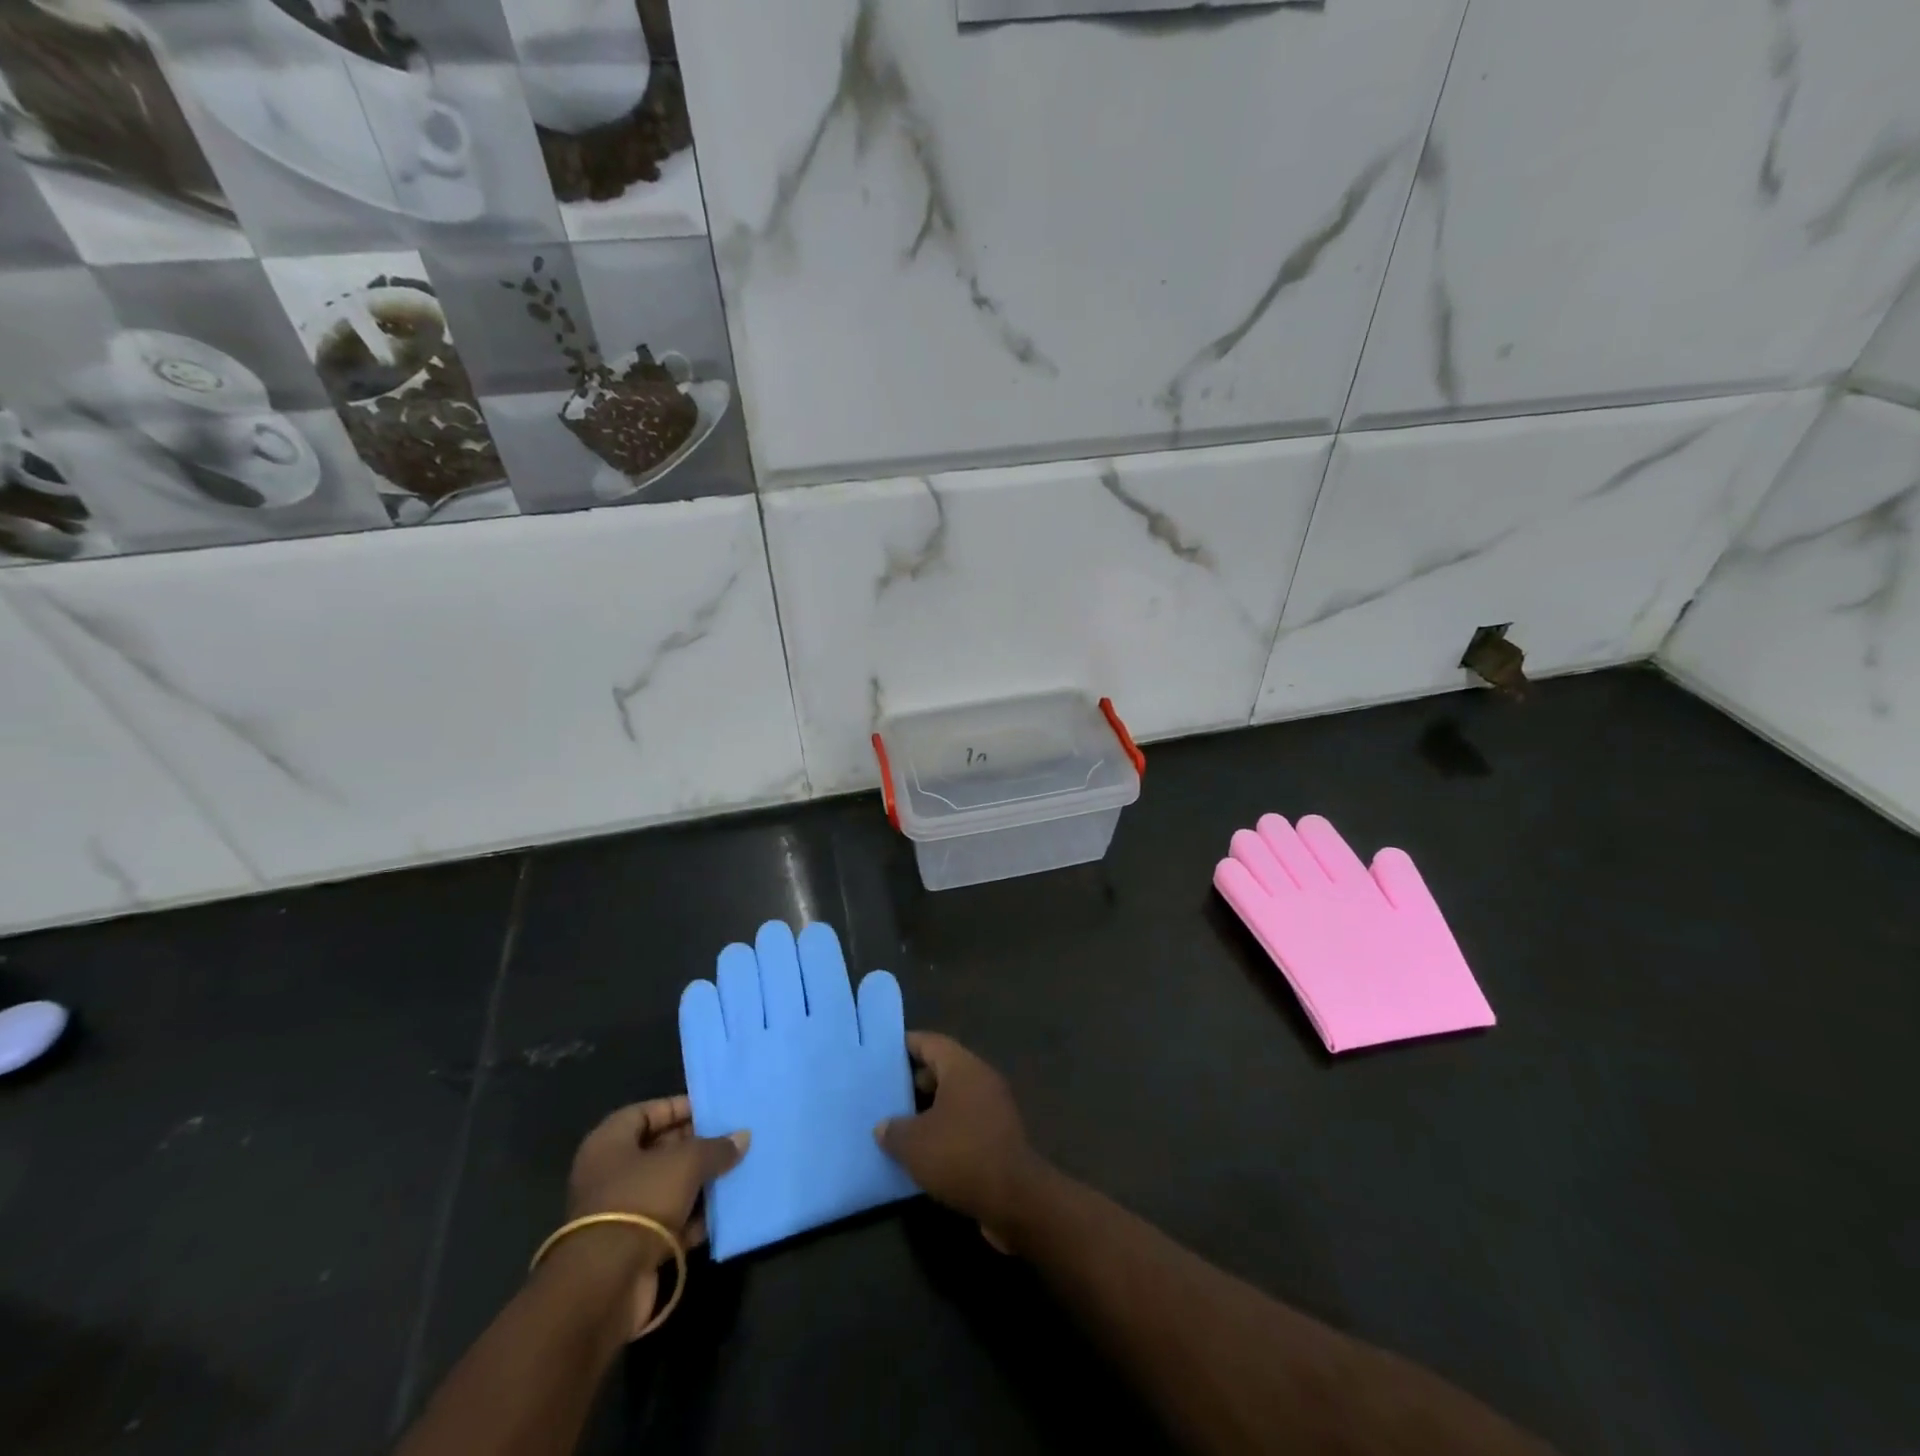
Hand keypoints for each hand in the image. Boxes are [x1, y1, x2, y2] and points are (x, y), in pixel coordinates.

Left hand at [559, 1096, 747, 1338]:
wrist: (606, 1284)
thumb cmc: (641, 1201)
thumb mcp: (686, 1162)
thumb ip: (716, 1148)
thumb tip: (743, 1137)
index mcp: (609, 1143)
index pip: (648, 1112)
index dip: (680, 1108)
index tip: (713, 1111)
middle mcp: (609, 1174)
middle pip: (659, 1149)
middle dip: (696, 1146)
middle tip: (731, 1140)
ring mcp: (620, 1213)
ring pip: (667, 1187)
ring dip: (699, 1183)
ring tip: (735, 1171)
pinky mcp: (632, 1247)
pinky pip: (669, 1222)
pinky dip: (693, 1218)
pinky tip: (723, 1212)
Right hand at [874, 1033, 1045, 1251]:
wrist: (1014, 1198)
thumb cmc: (960, 1155)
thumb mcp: (913, 1144)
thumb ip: (893, 1129)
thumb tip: (884, 1126)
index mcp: (963, 1067)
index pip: (931, 1042)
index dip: (907, 1044)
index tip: (884, 1052)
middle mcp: (982, 1078)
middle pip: (944, 1068)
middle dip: (915, 1079)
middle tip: (887, 1092)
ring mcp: (995, 1106)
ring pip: (955, 1096)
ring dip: (930, 1107)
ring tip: (901, 1123)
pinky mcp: (1001, 1134)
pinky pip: (966, 1119)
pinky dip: (946, 1127)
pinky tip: (926, 1149)